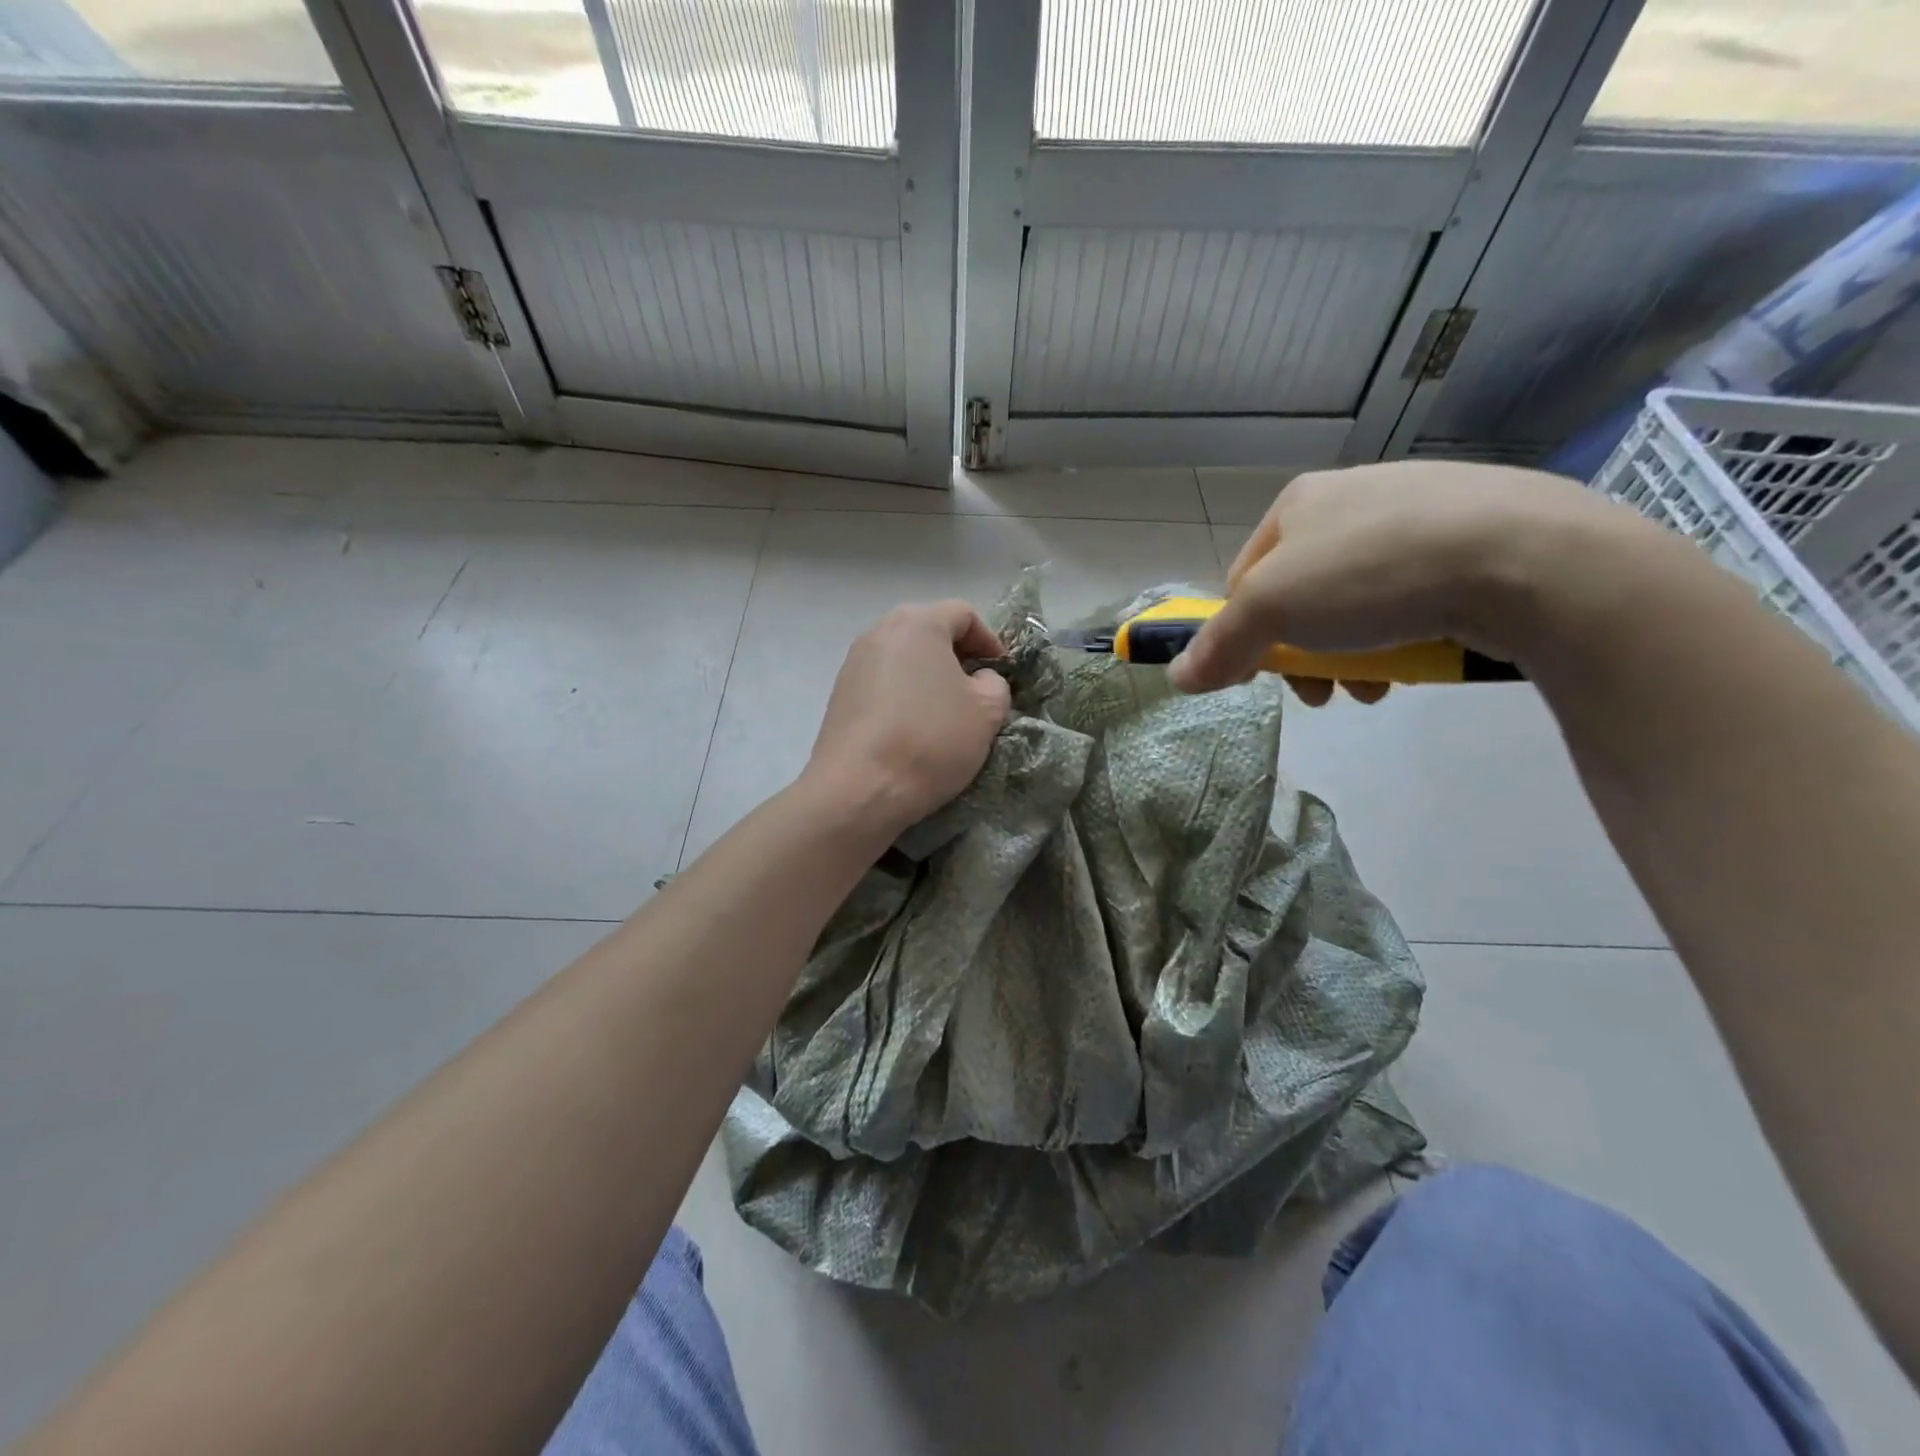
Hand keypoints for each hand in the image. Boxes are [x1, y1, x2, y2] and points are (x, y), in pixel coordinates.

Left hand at [805, 600, 1012, 834]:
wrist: (860, 788)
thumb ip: (995, 684)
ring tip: (946, 712)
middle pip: (928, 631)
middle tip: (977, 689)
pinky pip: (883, 682)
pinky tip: (914, 729)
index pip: (963, 614)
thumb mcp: (986, 712)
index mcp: (918, 623)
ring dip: (929, 676)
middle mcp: (880, 632)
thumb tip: (979, 680)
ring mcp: (853, 662)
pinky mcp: (839, 694)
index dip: (990, 640)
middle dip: (958, 656)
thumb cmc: (931, 740)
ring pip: (903, 657)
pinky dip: (904, 694)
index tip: (1003, 673)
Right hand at [1168, 461, 1635, 699]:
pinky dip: (1407, 632)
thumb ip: (1219, 645)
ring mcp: (1422, 510)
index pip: (1244, 578)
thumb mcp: (1272, 612)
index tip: (1267, 675)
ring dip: (1353, 652)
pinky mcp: (1479, 535)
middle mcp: (1355, 495)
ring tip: (1376, 685)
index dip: (1245, 633)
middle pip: (1303, 593)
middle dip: (1305, 652)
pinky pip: (1417, 592)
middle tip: (1323, 693)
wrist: (1526, 556)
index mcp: (1299, 502)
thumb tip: (1177, 678)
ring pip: (1359, 599)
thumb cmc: (1371, 574)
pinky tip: (1422, 655)